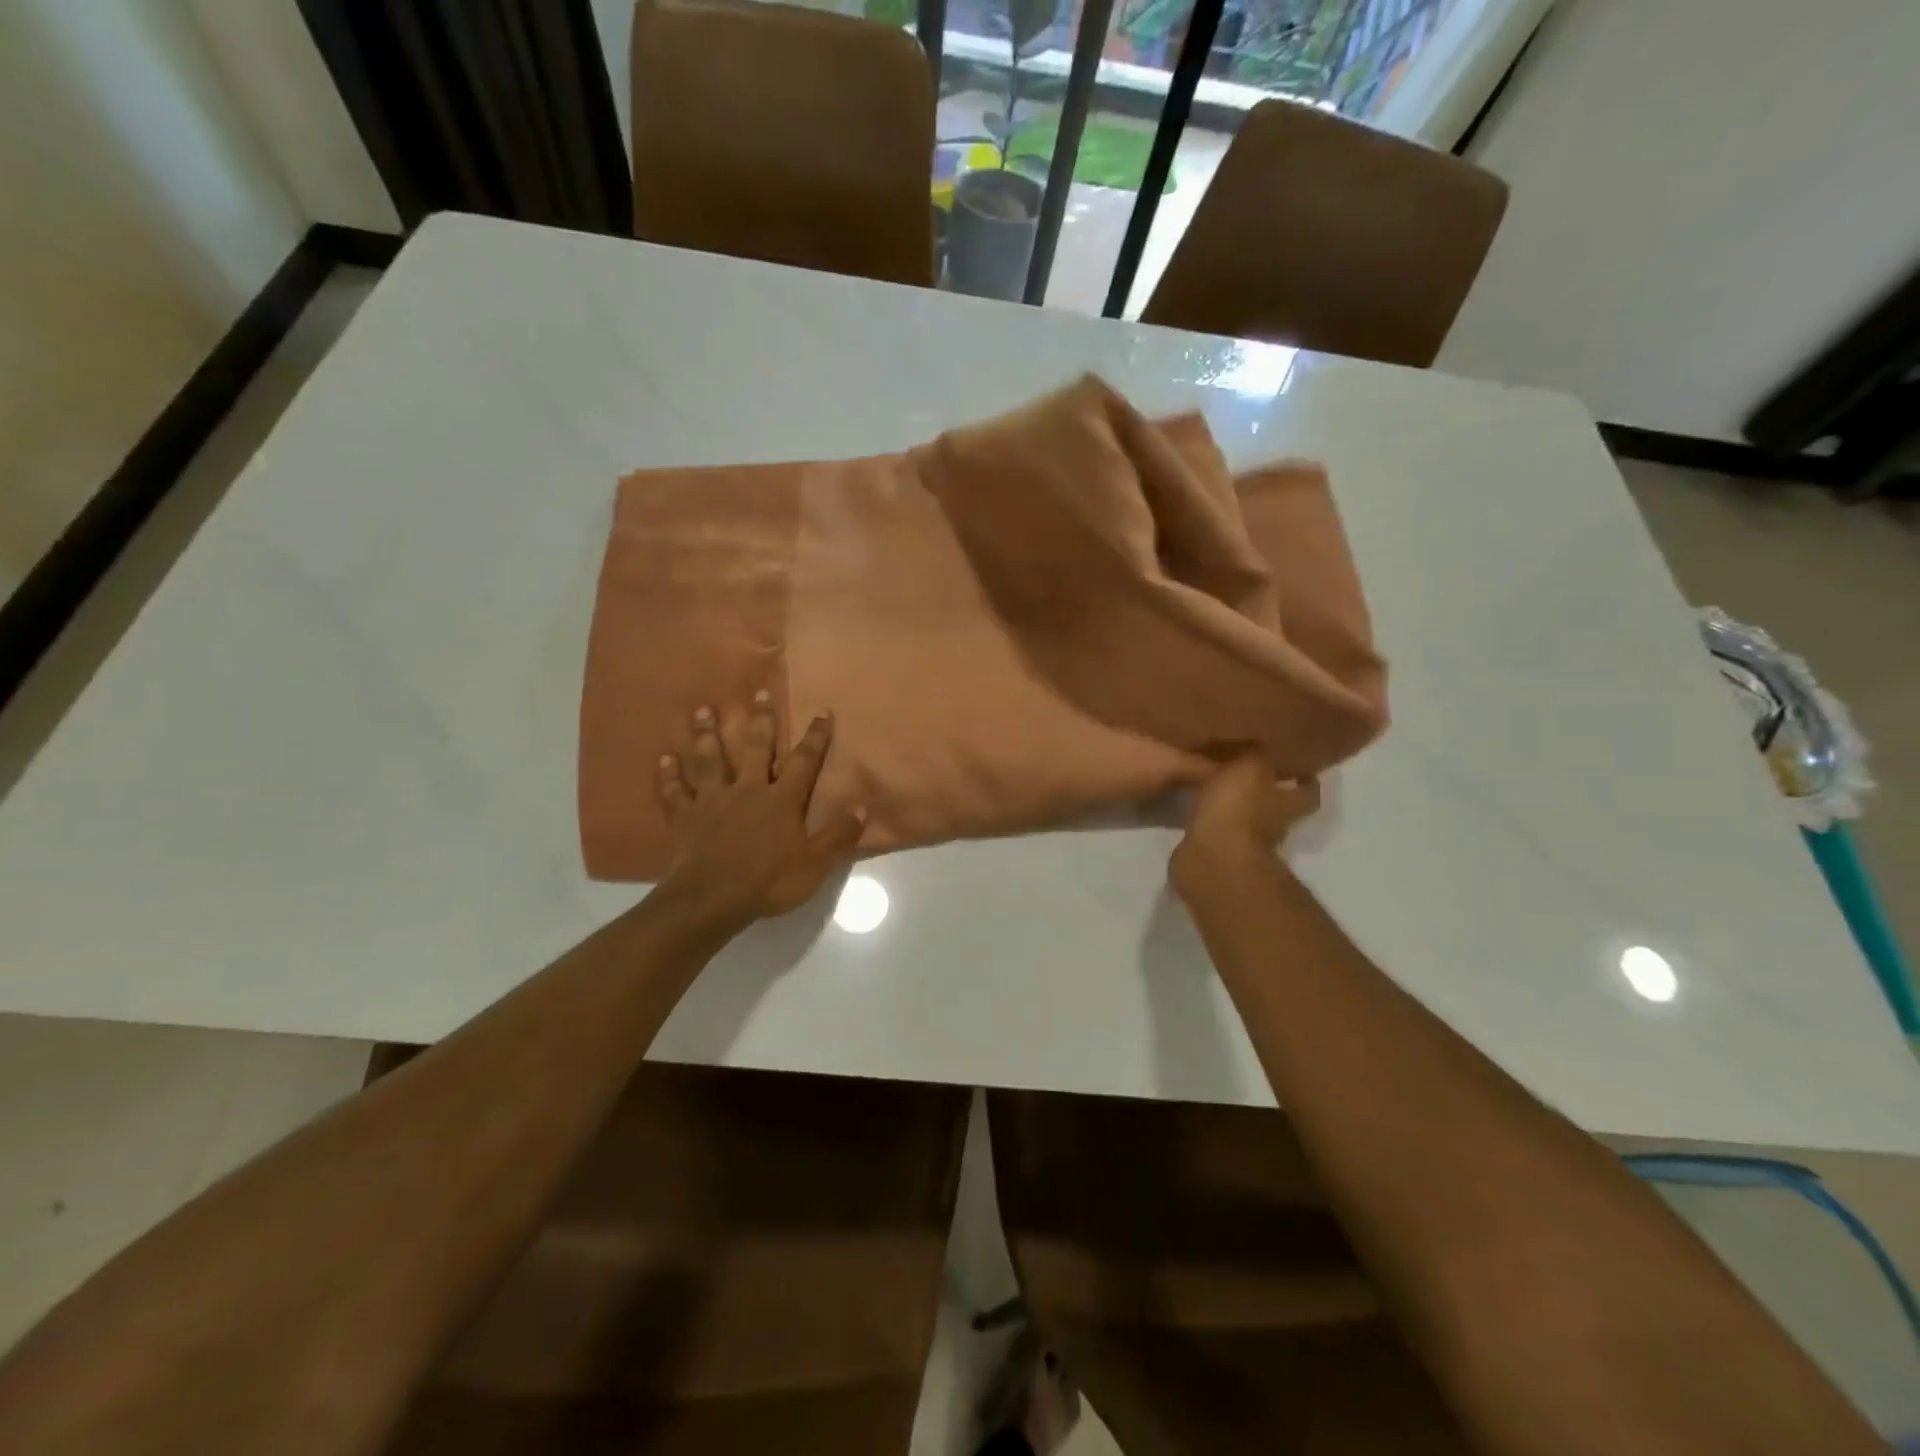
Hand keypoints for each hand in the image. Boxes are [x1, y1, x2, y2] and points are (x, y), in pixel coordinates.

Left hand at [657, 695, 864, 925]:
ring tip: (702, 710)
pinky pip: (675, 792)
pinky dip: (669, 775)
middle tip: (758, 692)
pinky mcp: (685, 817)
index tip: (822, 711)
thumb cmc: (768, 881)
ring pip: (710, 760)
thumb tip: (863, 807)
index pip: (804, 762)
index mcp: (782, 800)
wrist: (712, 899)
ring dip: (706, 734)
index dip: (815, 737)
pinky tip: (664, 759)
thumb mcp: (815, 864)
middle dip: (760, 720)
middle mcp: (747, 790)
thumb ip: (839, 835)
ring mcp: (712, 801)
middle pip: (755, 749)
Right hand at [1169, 757, 1319, 902]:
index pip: (1308, 790)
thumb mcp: (1249, 768)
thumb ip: (1256, 753)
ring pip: (1247, 820)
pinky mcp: (1218, 854)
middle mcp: (1275, 826)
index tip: (1297, 763)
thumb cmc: (1238, 809)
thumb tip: (1260, 741)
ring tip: (1217, 785)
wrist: (1212, 859)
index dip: (1306, 778)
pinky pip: (1218, 832)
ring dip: (1236, 807)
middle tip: (1249, 770)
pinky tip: (1199, 807)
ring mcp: (1246, 844)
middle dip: (1268, 792)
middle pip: (1279, 807)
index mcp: (1289, 804)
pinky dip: (1212, 821)